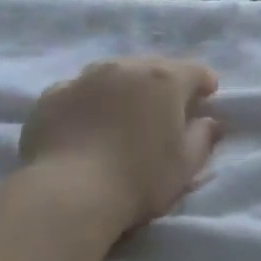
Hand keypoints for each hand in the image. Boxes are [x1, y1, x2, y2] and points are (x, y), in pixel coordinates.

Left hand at [19, 58, 220, 233]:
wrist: (70, 193)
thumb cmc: (139, 179)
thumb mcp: (186, 165)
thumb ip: (203, 137)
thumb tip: (208, 121)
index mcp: (164, 80)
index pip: (195, 71)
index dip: (204, 84)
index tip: (206, 100)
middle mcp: (125, 67)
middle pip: (153, 67)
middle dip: (162, 85)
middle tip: (164, 111)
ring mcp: (84, 77)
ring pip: (113, 74)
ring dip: (124, 88)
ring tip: (122, 115)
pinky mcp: (52, 94)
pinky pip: (80, 91)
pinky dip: (89, 102)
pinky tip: (86, 125)